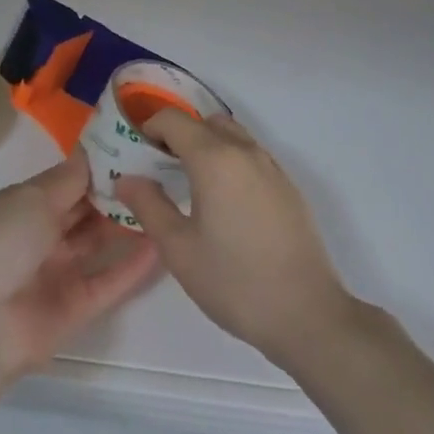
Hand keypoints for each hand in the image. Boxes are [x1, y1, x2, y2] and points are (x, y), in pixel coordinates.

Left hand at [0, 151, 158, 379]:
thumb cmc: (2, 243)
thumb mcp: (32, 198)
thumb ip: (69, 178)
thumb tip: (92, 149)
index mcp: (23, 205)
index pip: (67, 181)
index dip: (97, 166)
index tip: (133, 148)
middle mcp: (41, 235)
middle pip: (84, 210)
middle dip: (115, 192)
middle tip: (157, 172)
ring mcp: (59, 272)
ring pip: (98, 242)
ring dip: (126, 224)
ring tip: (164, 201)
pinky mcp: (76, 307)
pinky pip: (109, 280)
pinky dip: (133, 264)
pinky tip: (161, 243)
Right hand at [115, 112, 352, 369]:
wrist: (307, 313)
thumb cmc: (235, 281)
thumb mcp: (179, 249)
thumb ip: (149, 206)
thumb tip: (126, 179)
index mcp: (214, 158)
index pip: (174, 119)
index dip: (150, 128)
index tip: (138, 154)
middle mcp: (244, 150)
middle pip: (205, 121)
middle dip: (179, 134)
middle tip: (162, 168)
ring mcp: (271, 166)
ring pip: (232, 135)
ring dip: (208, 145)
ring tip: (193, 185)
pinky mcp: (288, 185)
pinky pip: (252, 155)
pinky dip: (231, 160)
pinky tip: (226, 203)